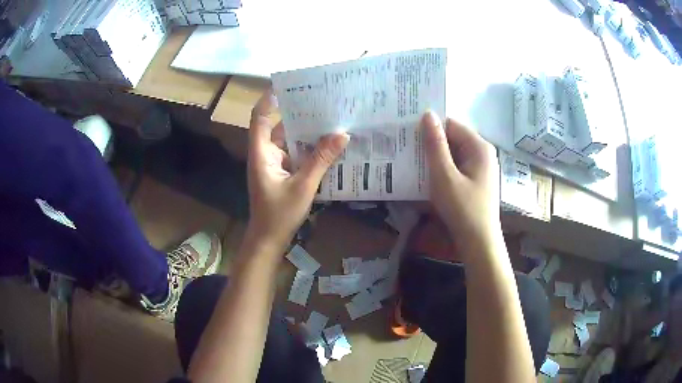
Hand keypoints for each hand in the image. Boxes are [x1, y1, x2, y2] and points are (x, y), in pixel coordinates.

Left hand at [246, 90, 348, 252]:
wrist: (269, 239)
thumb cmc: (279, 213)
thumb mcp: (303, 185)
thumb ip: (321, 160)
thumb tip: (342, 134)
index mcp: (262, 152)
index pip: (259, 117)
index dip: (268, 99)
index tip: (286, 85)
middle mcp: (265, 153)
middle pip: (278, 125)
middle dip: (297, 112)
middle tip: (321, 100)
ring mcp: (274, 163)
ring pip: (289, 140)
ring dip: (306, 131)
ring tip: (329, 118)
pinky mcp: (282, 172)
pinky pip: (295, 153)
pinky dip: (308, 147)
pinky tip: (327, 144)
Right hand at [421, 110, 500, 253]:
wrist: (478, 243)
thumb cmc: (462, 209)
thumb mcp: (444, 175)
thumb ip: (435, 144)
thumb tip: (427, 114)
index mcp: (479, 147)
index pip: (451, 124)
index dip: (431, 127)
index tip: (409, 135)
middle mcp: (482, 153)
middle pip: (453, 138)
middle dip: (432, 144)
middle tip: (407, 149)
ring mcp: (480, 168)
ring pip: (453, 154)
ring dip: (435, 158)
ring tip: (412, 162)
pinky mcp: (476, 181)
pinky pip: (457, 167)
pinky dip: (443, 170)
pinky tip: (427, 177)